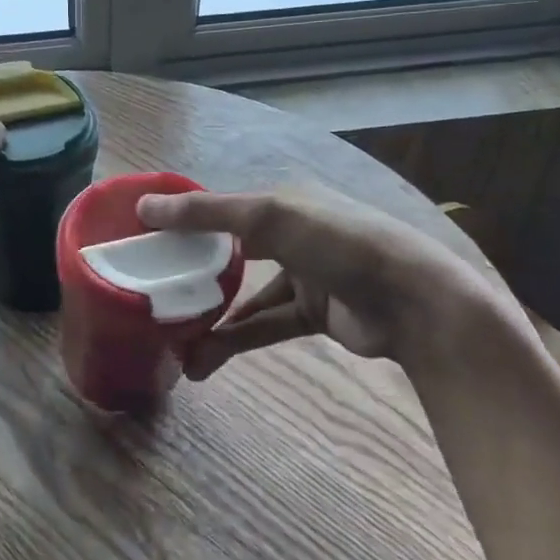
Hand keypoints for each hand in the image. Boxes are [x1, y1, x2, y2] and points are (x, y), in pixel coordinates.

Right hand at [135, 186, 507, 377]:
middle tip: (154, 293)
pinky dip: (235, 339)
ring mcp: (304, 275)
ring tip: (173, 342)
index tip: (143, 241)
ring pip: (244, 296)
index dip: (183, 222)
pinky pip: (264, 324)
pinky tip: (204, 358)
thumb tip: (143, 207)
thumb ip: (204, 214)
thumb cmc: (338, 242)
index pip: (220, 208)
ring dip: (211, 319)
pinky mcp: (313, 313)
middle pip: (229, 251)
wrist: (415, 301)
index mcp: (281, 200)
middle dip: (192, 275)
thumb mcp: (268, 216)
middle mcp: (290, 234)